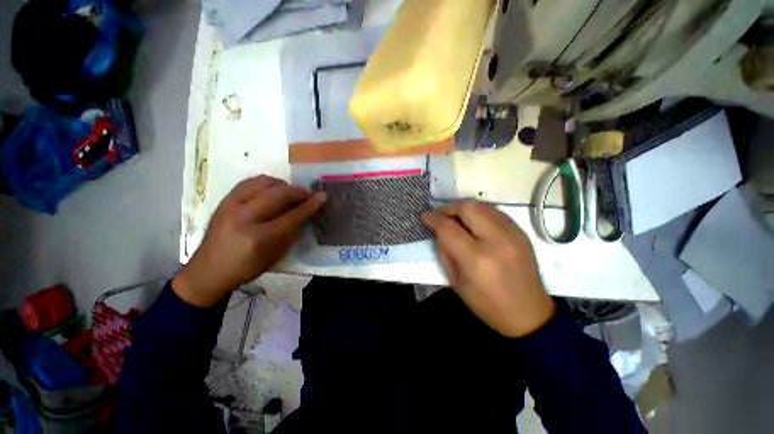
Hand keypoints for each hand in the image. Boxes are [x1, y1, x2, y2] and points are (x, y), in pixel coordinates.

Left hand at [173, 175, 325, 306]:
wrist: (208, 270)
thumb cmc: (246, 268)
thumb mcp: (275, 256)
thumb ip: (292, 233)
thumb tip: (305, 213)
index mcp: (259, 238)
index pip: (292, 216)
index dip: (310, 205)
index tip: (322, 196)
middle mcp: (244, 218)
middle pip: (278, 194)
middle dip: (298, 191)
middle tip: (308, 194)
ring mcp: (231, 206)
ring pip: (262, 182)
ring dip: (281, 184)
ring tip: (289, 192)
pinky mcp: (224, 201)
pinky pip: (249, 182)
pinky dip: (265, 183)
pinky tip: (271, 190)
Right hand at [422, 201, 554, 337]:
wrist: (528, 313)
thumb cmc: (486, 303)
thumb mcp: (456, 282)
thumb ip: (444, 252)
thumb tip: (438, 231)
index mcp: (477, 258)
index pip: (449, 228)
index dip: (433, 219)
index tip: (425, 216)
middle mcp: (496, 240)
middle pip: (468, 208)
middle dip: (449, 207)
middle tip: (440, 214)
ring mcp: (512, 234)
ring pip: (482, 206)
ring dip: (464, 207)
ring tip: (455, 216)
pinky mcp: (521, 232)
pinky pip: (495, 212)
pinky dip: (479, 212)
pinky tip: (473, 221)